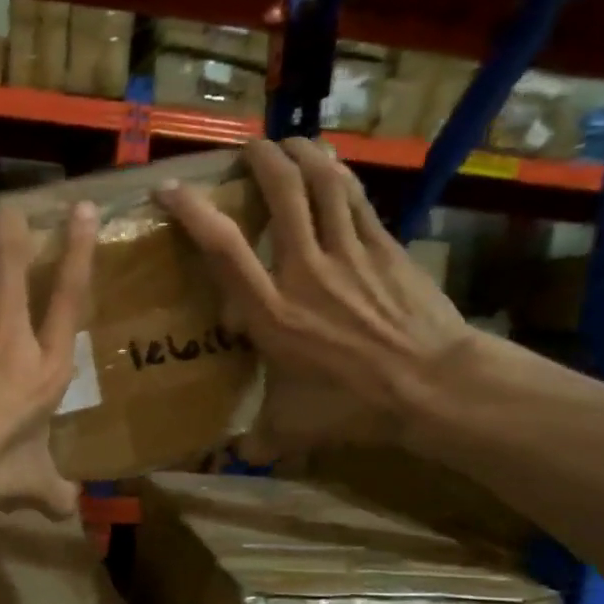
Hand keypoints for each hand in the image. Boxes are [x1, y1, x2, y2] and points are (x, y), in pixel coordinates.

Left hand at [0, 200, 96, 518]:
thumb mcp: (30, 485)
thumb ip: (54, 492)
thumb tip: (71, 512)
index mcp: (45, 369)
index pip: (71, 297)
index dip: (79, 250)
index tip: (82, 210)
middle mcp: (10, 334)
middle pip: (14, 262)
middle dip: (12, 227)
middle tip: (8, 209)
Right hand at [157, 137, 469, 456]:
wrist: (433, 387)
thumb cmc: (353, 406)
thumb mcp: (293, 428)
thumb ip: (260, 439)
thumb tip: (238, 459)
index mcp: (271, 312)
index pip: (223, 248)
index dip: (193, 211)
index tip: (169, 188)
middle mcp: (304, 270)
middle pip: (281, 195)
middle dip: (261, 161)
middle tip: (248, 148)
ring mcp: (349, 253)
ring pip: (323, 185)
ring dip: (303, 155)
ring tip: (289, 143)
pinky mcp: (385, 248)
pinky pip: (358, 199)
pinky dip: (341, 176)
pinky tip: (334, 165)